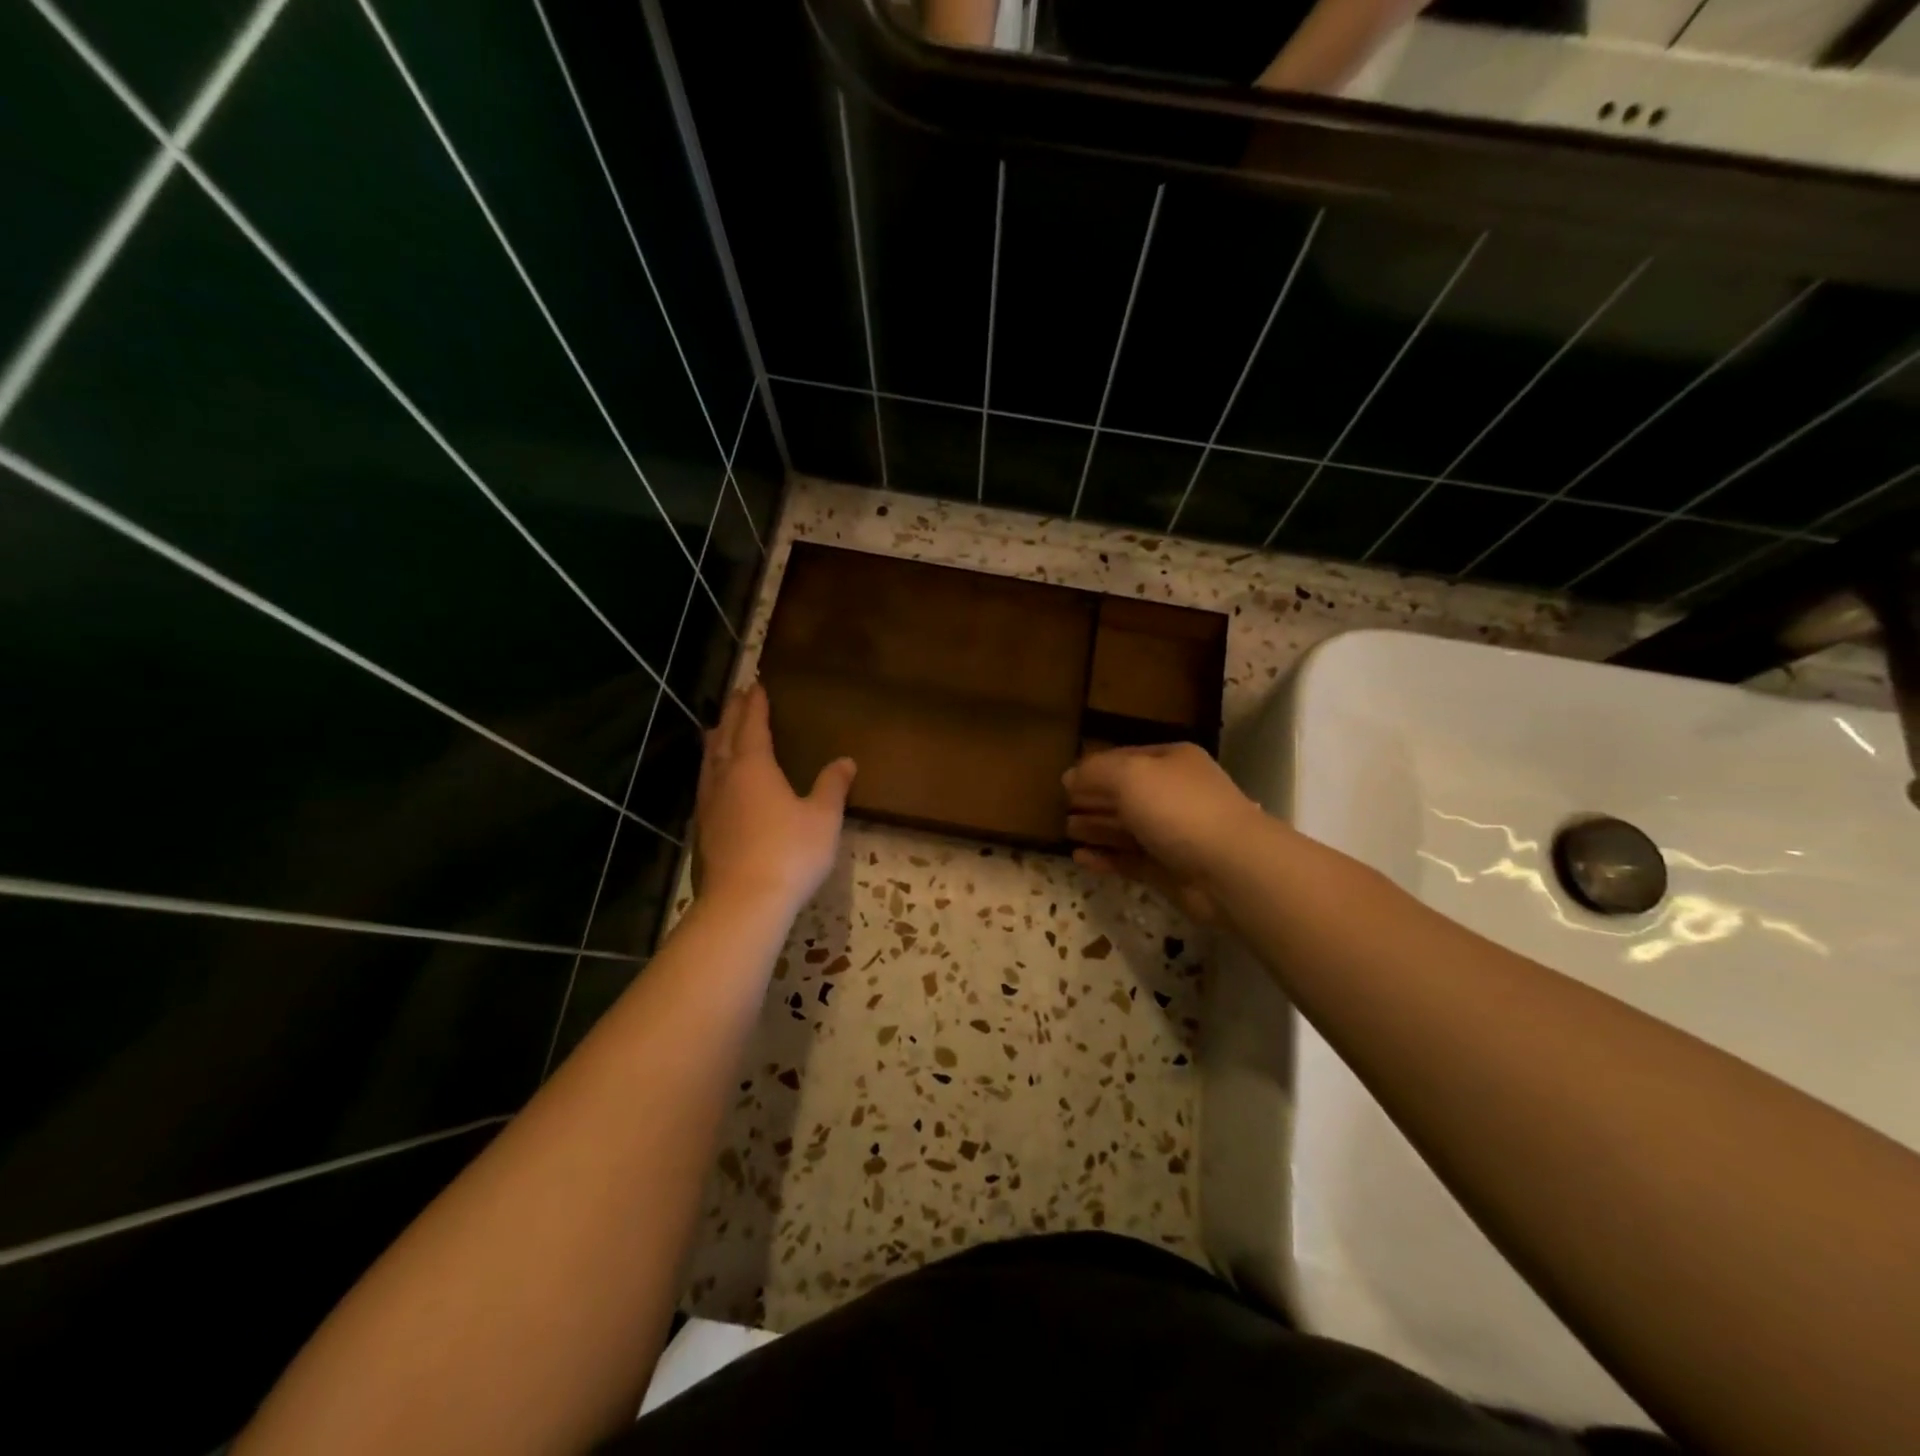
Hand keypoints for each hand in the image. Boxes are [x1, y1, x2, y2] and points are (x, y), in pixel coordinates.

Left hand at [693, 683, 855, 915]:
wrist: (742, 903)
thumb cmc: (789, 853)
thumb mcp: (823, 818)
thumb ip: (832, 786)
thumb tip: (845, 761)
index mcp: (753, 766)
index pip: (752, 724)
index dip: (755, 704)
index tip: (756, 685)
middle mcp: (724, 777)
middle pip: (724, 736)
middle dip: (731, 714)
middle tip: (737, 697)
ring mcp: (708, 804)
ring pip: (708, 761)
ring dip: (715, 740)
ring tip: (717, 730)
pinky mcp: (702, 830)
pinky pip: (705, 785)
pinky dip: (711, 770)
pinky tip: (716, 782)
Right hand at [1062, 743, 1262, 922]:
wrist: (1230, 868)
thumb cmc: (1178, 809)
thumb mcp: (1130, 775)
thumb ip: (1095, 772)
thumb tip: (1069, 777)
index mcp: (1172, 762)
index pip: (1125, 758)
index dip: (1093, 768)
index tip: (1064, 781)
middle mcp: (1174, 794)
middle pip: (1125, 794)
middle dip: (1093, 799)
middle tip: (1060, 807)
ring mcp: (1173, 834)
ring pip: (1126, 828)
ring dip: (1096, 828)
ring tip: (1066, 830)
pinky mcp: (1170, 870)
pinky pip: (1130, 860)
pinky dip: (1106, 858)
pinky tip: (1080, 858)